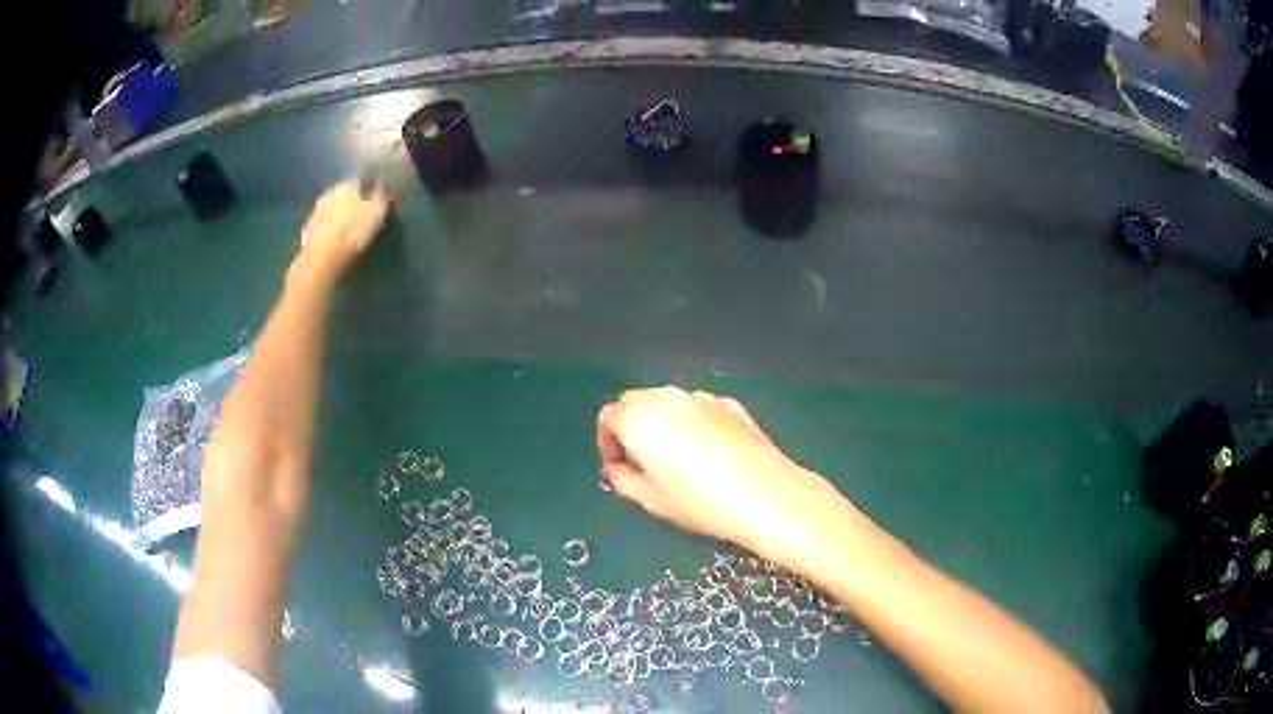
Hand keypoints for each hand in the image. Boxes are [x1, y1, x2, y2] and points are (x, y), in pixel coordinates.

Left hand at [295, 179, 390, 280]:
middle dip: (350, 203)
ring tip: (345, 230)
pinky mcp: (306, 232)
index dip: (367, 191)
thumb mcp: (377, 212)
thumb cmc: (354, 230)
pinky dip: (326, 231)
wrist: (323, 257)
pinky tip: (332, 241)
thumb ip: (380, 197)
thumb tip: (382, 186)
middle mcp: (328, 194)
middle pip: (342, 195)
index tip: (373, 201)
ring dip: (336, 216)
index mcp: (346, 185)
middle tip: (359, 216)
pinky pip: (320, 227)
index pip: (359, 182)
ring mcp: (314, 212)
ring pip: (330, 210)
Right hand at [596, 387, 856, 566]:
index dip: (606, 443)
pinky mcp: (729, 404)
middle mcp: (667, 398)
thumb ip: (622, 480)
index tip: (618, 468)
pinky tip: (707, 453)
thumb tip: (615, 470)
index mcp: (639, 418)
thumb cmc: (699, 503)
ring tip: (675, 457)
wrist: (766, 496)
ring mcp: (702, 398)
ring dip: (660, 422)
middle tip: (640, 462)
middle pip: (635, 402)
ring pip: (667, 402)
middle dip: (630, 427)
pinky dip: (690, 422)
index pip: (608, 417)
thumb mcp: (650, 500)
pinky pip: (697, 408)